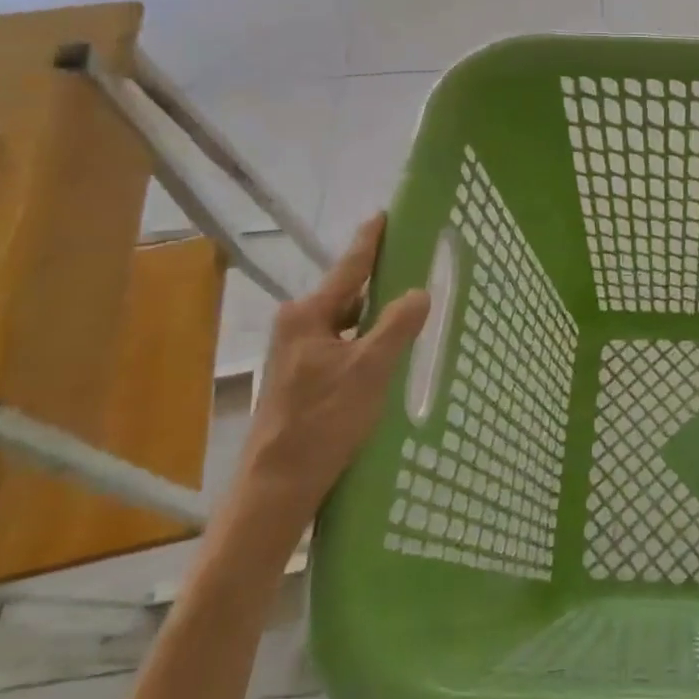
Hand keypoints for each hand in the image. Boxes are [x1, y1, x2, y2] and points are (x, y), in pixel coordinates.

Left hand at [233, 215, 430, 539]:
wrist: (278, 484)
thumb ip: (397, 326)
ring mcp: (297, 352)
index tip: (385, 214)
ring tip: (412, 308)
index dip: (370, 240)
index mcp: (308, 315)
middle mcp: (298, 325)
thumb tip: (419, 291)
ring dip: (376, 316)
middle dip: (381, 281)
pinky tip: (390, 351)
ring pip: (347, 321)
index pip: (348, 267)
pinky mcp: (303, 376)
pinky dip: (367, 340)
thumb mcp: (370, 370)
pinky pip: (343, 343)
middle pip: (348, 293)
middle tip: (417, 267)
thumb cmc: (324, 421)